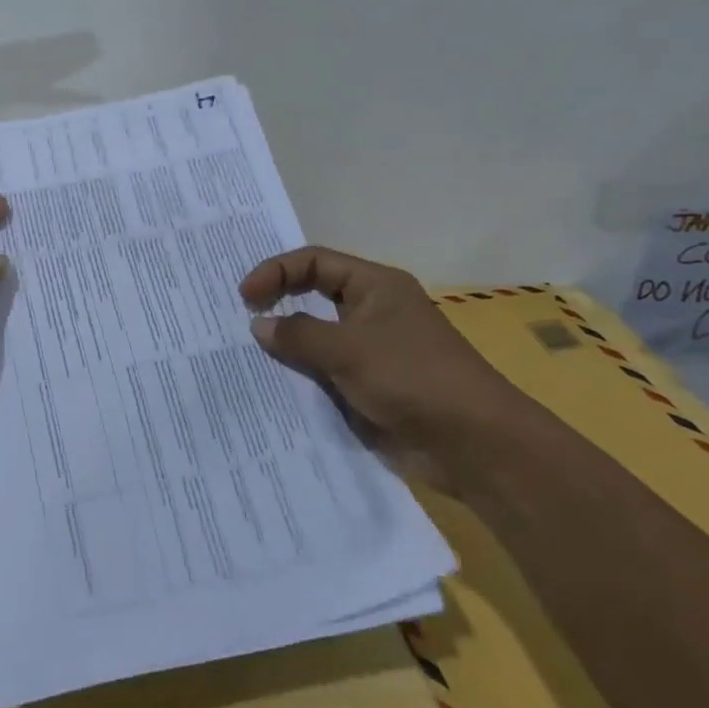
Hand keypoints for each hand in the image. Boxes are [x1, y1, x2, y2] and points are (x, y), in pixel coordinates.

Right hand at [239, 246, 537, 495]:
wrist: (472, 445)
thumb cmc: (413, 378)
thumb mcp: (349, 349)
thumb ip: (299, 334)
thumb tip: (260, 325)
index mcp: (375, 287)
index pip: (314, 262)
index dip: (276, 272)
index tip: (244, 298)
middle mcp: (371, 312)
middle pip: (313, 295)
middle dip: (277, 303)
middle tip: (236, 317)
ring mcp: (369, 352)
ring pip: (315, 338)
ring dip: (284, 345)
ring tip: (241, 353)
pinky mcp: (367, 388)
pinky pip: (323, 374)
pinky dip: (298, 377)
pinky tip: (269, 387)